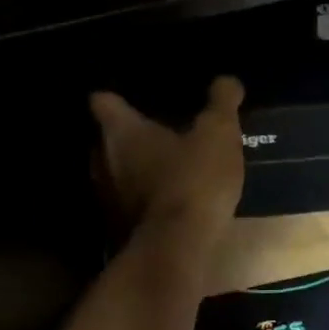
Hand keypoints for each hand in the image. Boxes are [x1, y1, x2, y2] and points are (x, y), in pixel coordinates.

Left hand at [90, 76, 246, 242]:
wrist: (175, 249)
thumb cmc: (193, 180)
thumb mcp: (218, 135)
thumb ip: (221, 103)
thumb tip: (227, 80)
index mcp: (120, 131)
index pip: (103, 101)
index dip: (115, 98)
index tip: (130, 99)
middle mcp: (101, 160)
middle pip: (105, 139)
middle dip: (127, 137)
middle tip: (156, 134)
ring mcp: (104, 198)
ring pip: (114, 174)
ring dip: (133, 171)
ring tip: (164, 170)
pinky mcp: (114, 229)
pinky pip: (126, 205)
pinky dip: (141, 201)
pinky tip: (166, 204)